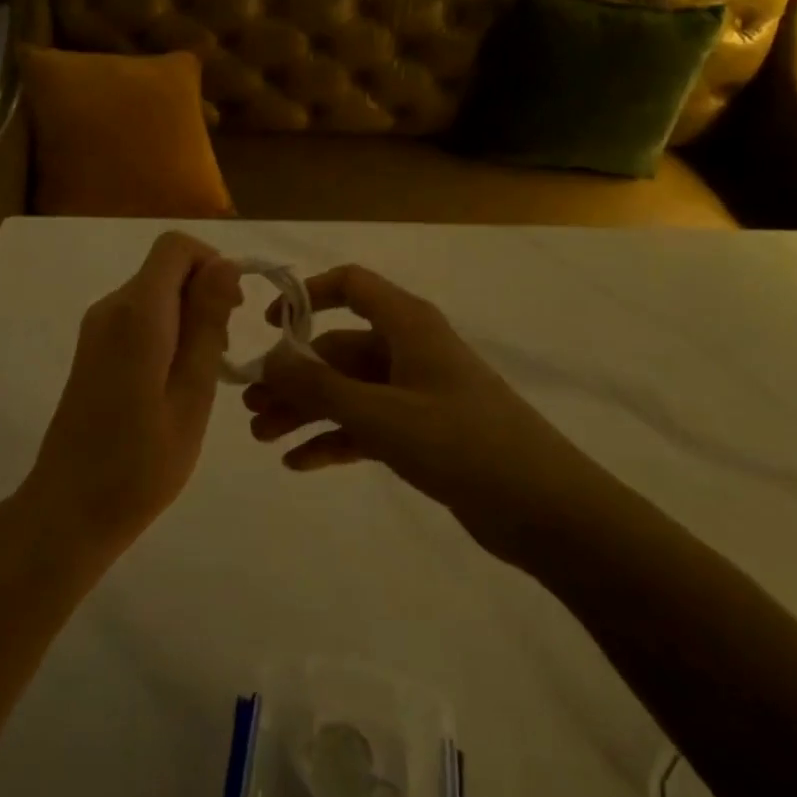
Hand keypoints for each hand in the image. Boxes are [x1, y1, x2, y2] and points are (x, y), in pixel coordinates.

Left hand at [20, 232, 243, 560]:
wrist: (69, 508)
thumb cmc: (141, 463)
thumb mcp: (191, 395)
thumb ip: (207, 325)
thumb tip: (225, 264)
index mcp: (137, 314)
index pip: (175, 247)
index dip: (212, 264)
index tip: (235, 311)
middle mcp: (111, 308)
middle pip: (165, 268)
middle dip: (204, 294)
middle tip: (224, 352)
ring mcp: (97, 328)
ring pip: (154, 292)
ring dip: (188, 315)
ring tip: (202, 374)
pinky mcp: (92, 348)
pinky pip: (138, 316)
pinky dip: (166, 331)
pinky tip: (174, 381)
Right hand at [242, 265, 595, 566]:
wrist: (546, 511)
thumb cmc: (462, 444)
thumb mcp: (380, 414)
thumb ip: (318, 386)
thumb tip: (267, 356)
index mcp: (407, 325)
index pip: (351, 285)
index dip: (306, 296)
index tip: (268, 327)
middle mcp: (409, 350)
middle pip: (338, 349)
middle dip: (293, 378)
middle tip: (250, 410)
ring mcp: (416, 392)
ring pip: (348, 391)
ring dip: (306, 411)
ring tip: (263, 438)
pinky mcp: (422, 433)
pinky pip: (366, 426)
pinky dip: (334, 439)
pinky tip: (298, 463)